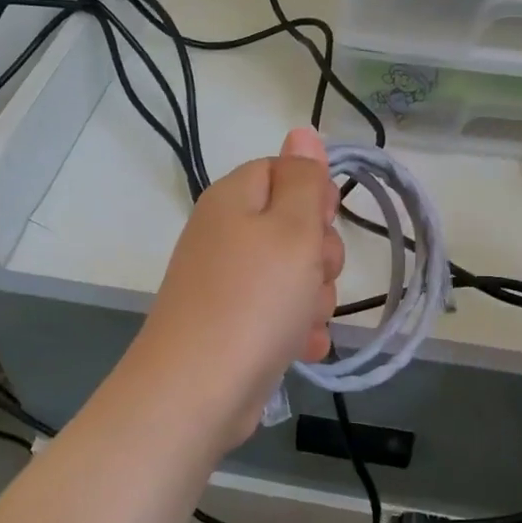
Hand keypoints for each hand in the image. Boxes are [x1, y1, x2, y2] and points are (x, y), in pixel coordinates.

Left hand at [118, 127, 343, 452]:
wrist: (196, 392)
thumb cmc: (253, 300)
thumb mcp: (292, 229)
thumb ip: (303, 179)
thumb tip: (302, 130)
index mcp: (234, 199)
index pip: (285, 171)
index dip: (315, 196)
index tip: (324, 224)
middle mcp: (225, 234)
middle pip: (294, 226)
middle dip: (319, 255)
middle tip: (312, 277)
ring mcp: (226, 282)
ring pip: (294, 274)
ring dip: (313, 298)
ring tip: (301, 322)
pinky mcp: (232, 323)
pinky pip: (278, 312)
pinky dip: (295, 329)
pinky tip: (301, 349)